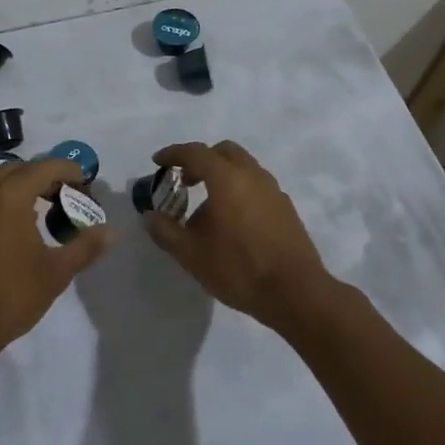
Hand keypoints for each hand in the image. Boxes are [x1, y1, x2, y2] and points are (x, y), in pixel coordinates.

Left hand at [0, 158, 112, 369]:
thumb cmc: (8, 299)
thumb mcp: (55, 273)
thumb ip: (85, 246)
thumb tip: (110, 231)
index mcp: (8, 195)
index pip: (45, 167)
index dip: (68, 170)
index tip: (83, 183)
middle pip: (15, 170)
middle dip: (40, 178)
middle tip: (59, 198)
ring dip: (10, 188)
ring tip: (27, 212)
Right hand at [141, 141, 338, 331]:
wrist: (295, 292)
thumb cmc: (238, 268)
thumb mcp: (191, 254)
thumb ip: (166, 231)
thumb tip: (150, 216)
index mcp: (226, 178)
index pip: (195, 152)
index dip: (173, 153)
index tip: (158, 162)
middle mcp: (252, 175)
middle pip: (223, 152)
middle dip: (201, 160)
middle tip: (184, 181)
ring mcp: (273, 190)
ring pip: (243, 167)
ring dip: (222, 175)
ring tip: (207, 206)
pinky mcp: (285, 207)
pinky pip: (257, 186)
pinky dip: (239, 189)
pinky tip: (232, 221)